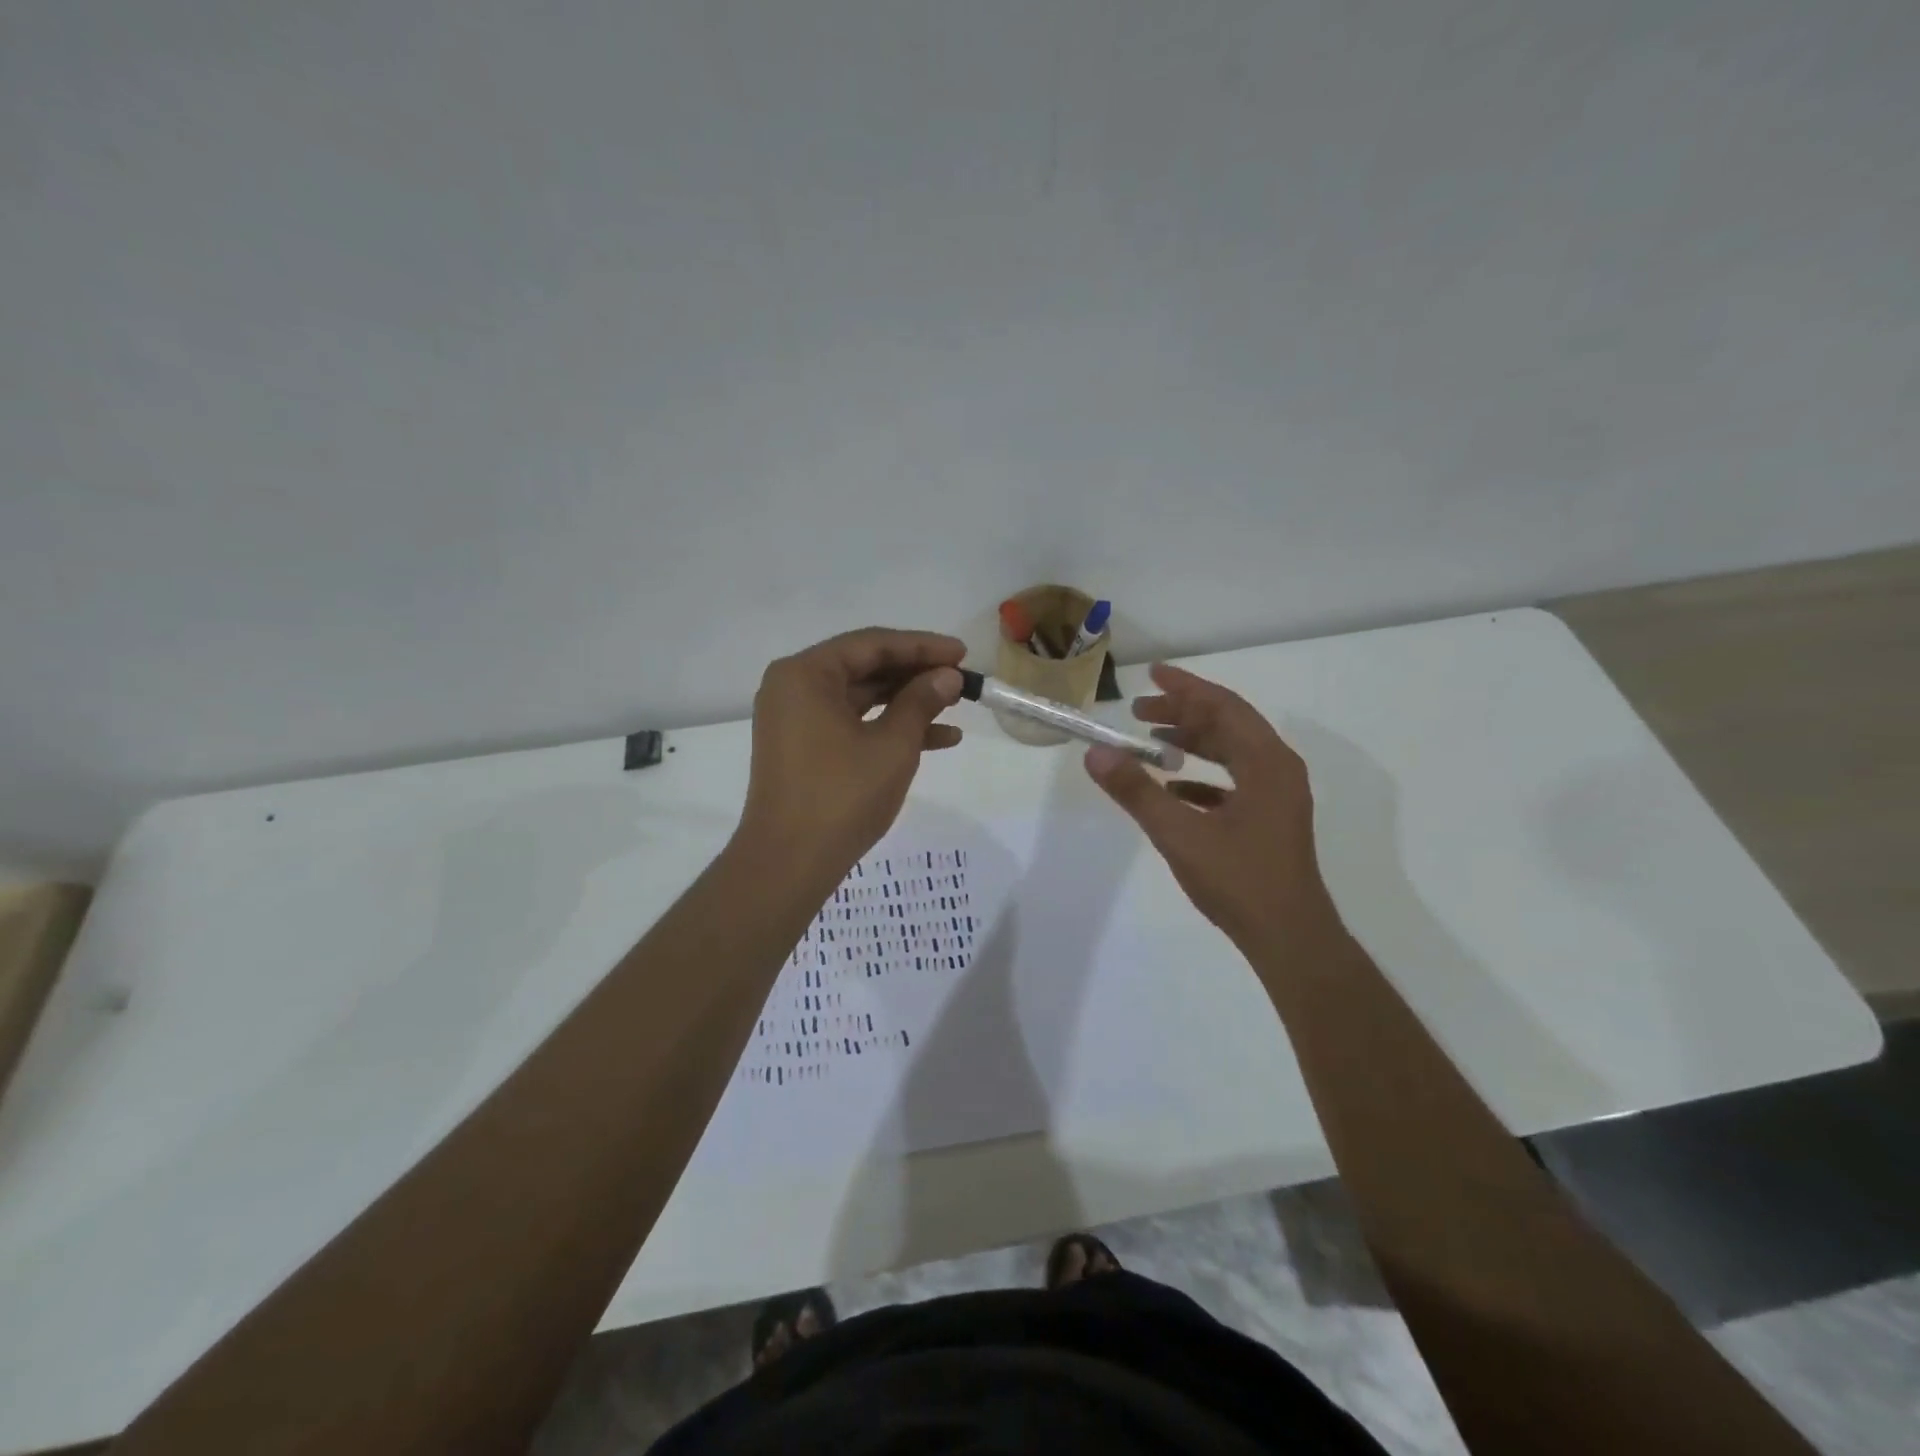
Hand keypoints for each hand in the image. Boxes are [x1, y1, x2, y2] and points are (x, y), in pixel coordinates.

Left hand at [738, 627, 966, 869]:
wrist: (790, 863)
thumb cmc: (841, 795)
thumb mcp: (892, 745)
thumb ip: (921, 701)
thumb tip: (948, 676)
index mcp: (805, 674)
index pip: (872, 644)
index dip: (922, 646)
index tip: (962, 653)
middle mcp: (794, 688)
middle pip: (865, 667)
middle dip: (916, 674)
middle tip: (961, 680)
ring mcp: (796, 720)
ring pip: (861, 698)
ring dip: (908, 702)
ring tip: (957, 706)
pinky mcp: (804, 749)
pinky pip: (851, 724)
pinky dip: (888, 728)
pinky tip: (939, 739)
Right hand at [1084, 663, 1344, 960]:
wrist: (1289, 938)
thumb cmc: (1239, 881)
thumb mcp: (1179, 834)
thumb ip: (1136, 791)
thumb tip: (1096, 753)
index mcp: (1266, 763)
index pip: (1223, 708)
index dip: (1186, 689)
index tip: (1151, 675)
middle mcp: (1278, 770)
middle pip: (1228, 725)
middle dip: (1184, 714)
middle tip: (1139, 711)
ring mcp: (1277, 797)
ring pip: (1231, 753)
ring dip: (1192, 743)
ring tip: (1151, 743)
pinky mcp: (1269, 820)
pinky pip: (1234, 782)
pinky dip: (1202, 777)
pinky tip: (1172, 789)